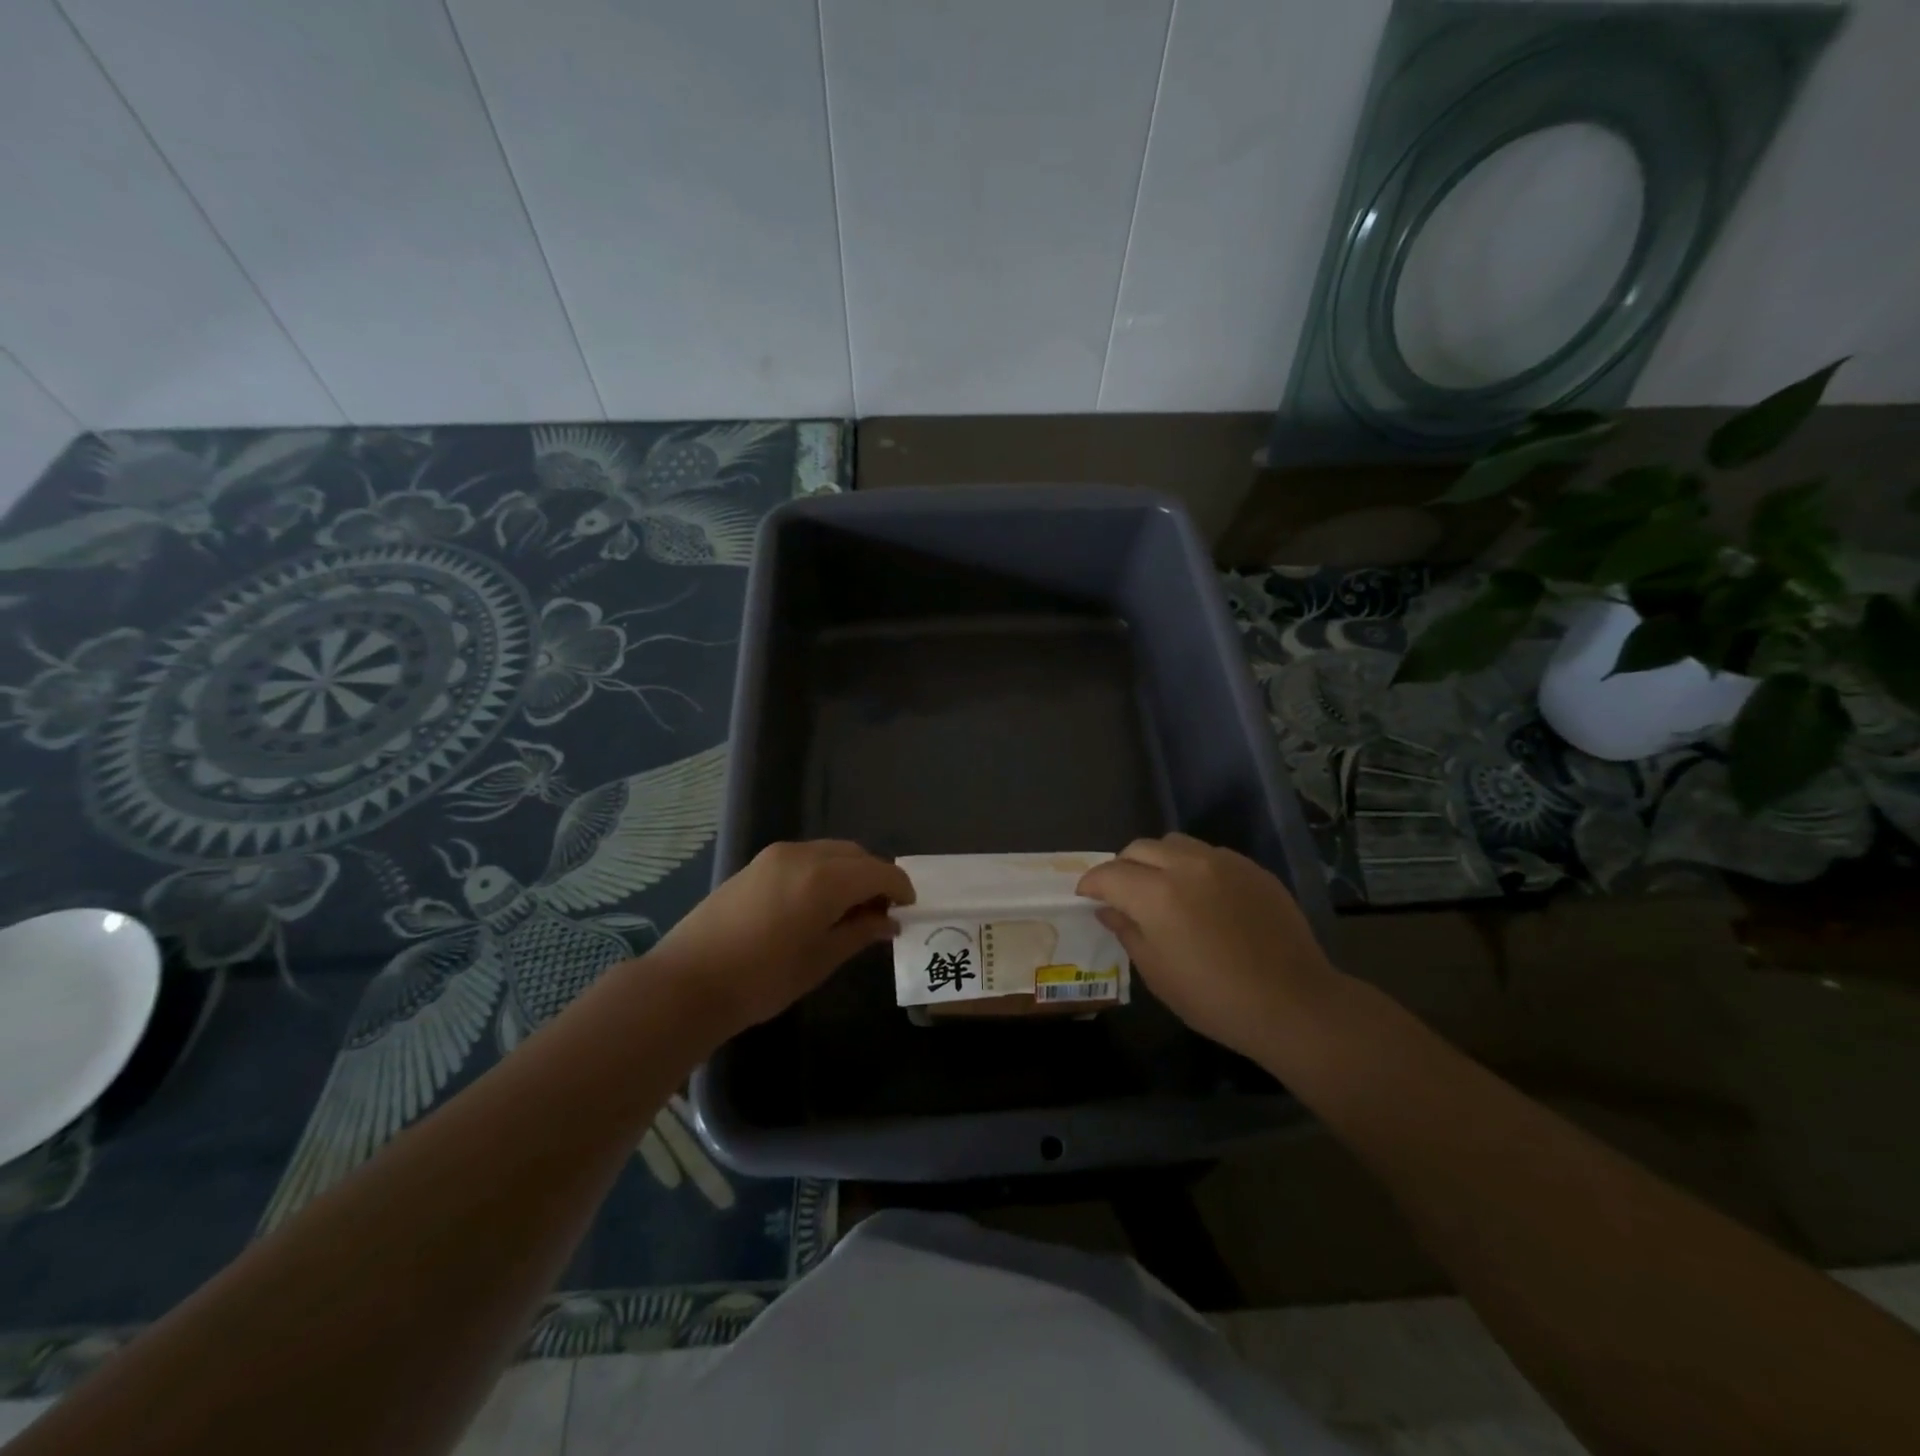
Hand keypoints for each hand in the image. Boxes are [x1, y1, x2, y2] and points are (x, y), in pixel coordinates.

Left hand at [650, 840, 912, 1032]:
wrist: (688, 981)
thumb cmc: (763, 978)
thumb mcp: (821, 959)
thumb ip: (860, 932)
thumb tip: (889, 921)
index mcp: (826, 878)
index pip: (879, 871)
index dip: (899, 888)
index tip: (908, 910)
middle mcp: (804, 855)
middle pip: (856, 855)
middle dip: (875, 878)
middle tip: (881, 912)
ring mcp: (776, 856)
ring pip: (830, 852)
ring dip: (849, 873)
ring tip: (850, 909)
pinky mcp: (757, 864)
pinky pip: (806, 857)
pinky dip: (824, 872)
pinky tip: (818, 903)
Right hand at [1076, 834, 1337, 1061]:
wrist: (1294, 1004)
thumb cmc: (1215, 999)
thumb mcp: (1157, 973)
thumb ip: (1127, 932)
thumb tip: (1109, 910)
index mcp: (1157, 894)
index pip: (1109, 873)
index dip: (1091, 884)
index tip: (1086, 897)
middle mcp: (1187, 865)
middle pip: (1139, 848)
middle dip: (1122, 867)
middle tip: (1121, 894)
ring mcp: (1224, 862)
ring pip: (1174, 843)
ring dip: (1157, 860)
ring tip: (1161, 888)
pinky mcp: (1252, 868)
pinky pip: (1209, 854)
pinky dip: (1192, 866)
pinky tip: (1201, 896)